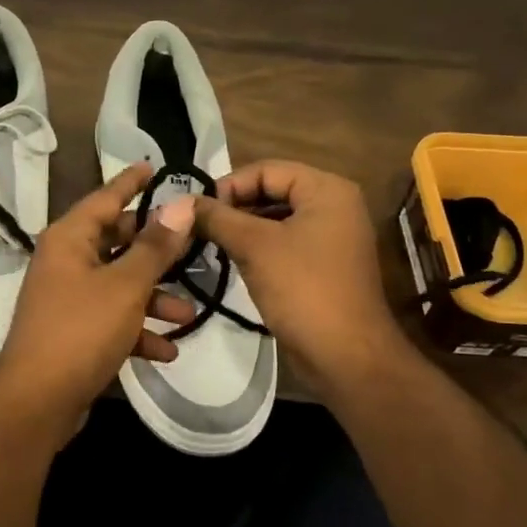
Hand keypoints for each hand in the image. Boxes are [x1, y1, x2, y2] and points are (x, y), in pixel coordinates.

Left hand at [0, 164, 196, 432]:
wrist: (36, 402)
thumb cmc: (80, 331)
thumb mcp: (126, 286)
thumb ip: (155, 246)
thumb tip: (180, 204)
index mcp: (69, 239)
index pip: (105, 198)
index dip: (131, 182)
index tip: (154, 166)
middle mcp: (65, 261)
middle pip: (116, 242)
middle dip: (156, 251)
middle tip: (192, 246)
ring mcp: (67, 298)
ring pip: (119, 285)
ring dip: (153, 299)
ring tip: (187, 315)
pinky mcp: (73, 332)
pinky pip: (111, 320)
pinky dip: (136, 330)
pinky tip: (165, 351)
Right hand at [194, 160, 405, 389]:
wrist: (346, 356)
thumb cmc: (303, 289)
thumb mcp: (254, 246)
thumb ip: (217, 218)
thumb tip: (180, 203)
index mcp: (327, 189)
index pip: (266, 169)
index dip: (228, 185)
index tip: (196, 210)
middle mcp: (334, 206)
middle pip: (272, 191)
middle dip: (233, 207)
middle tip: (197, 227)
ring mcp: (332, 237)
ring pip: (276, 220)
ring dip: (242, 229)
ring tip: (209, 243)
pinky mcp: (324, 266)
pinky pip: (284, 244)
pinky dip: (258, 248)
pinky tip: (231, 262)